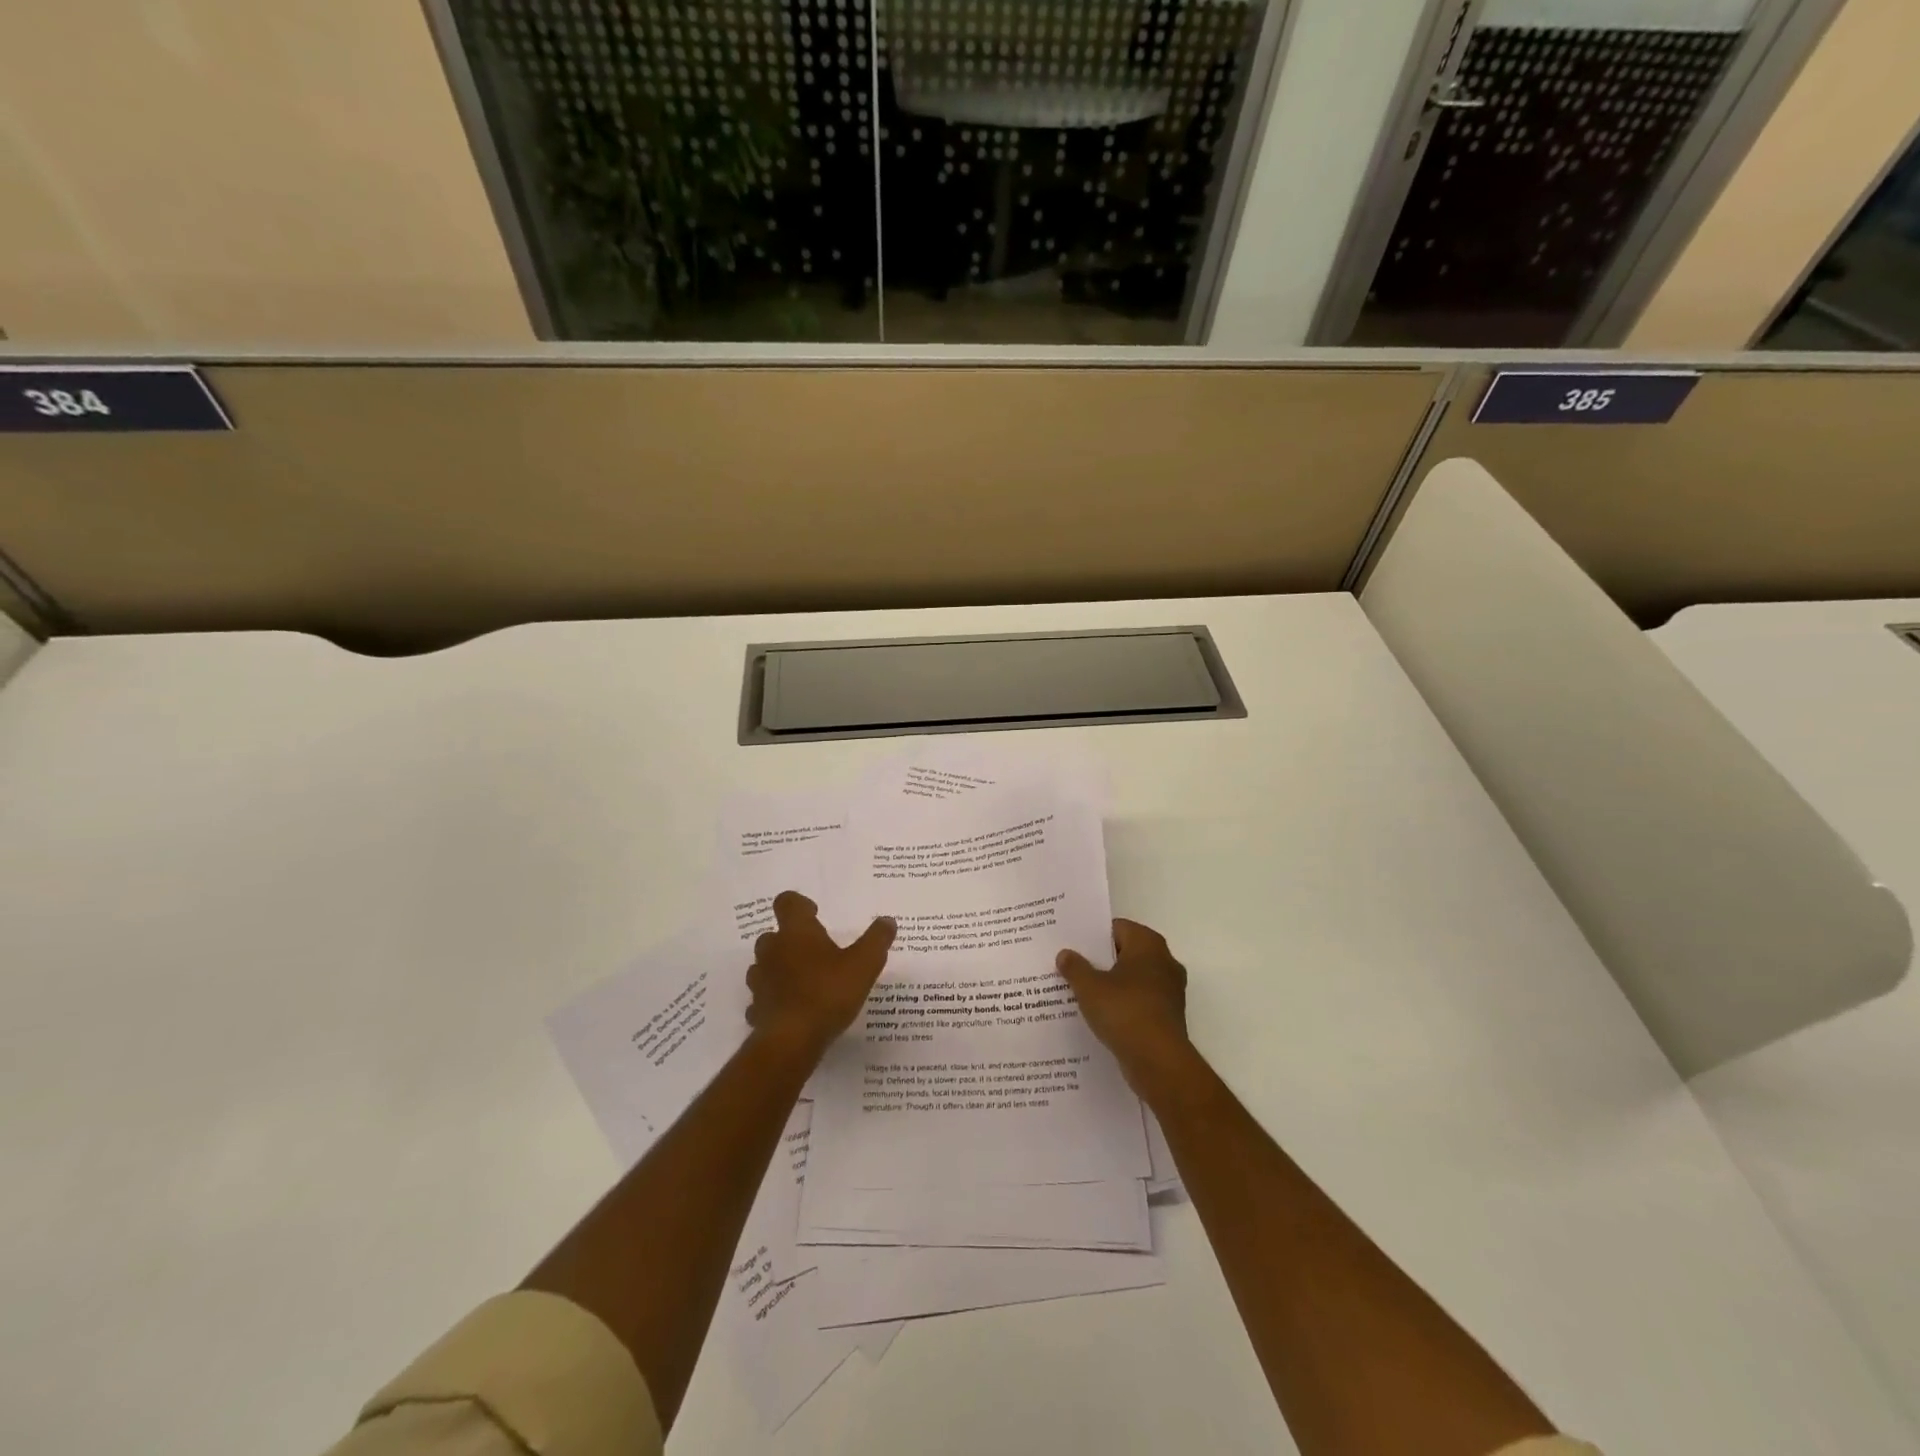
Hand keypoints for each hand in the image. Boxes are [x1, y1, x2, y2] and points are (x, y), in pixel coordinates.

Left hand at [748, 891, 895, 1056]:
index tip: (814, 914)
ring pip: (764, 966)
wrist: (792, 1041)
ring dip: (779, 969)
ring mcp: (760, 981)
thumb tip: (888, 921)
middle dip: (790, 940)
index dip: (799, 904)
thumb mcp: (864, 964)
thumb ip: (877, 940)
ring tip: (803, 981)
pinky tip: (793, 1011)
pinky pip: (763, 998)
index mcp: (796, 932)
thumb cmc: (828, 993)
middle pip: (773, 935)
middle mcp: (772, 950)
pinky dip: (775, 1000)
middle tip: (814, 952)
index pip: (787, 902)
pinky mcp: (756, 1009)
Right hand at [1056, 919, 1193, 1095]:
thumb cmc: (1124, 1011)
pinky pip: (1140, 1001)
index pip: (1117, 928)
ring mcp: (1169, 990)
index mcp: (1148, 944)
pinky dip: (1123, 1005)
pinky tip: (1100, 1015)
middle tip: (1071, 966)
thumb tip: (1065, 954)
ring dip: (1111, 984)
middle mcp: (1164, 961)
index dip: (1093, 936)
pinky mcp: (1168, 1016)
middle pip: (1125, 953)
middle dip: (1100, 960)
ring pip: (1133, 979)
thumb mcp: (1089, 987)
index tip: (1071, 945)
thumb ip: (1075, 967)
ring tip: (1081, 991)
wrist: (1159, 1061)